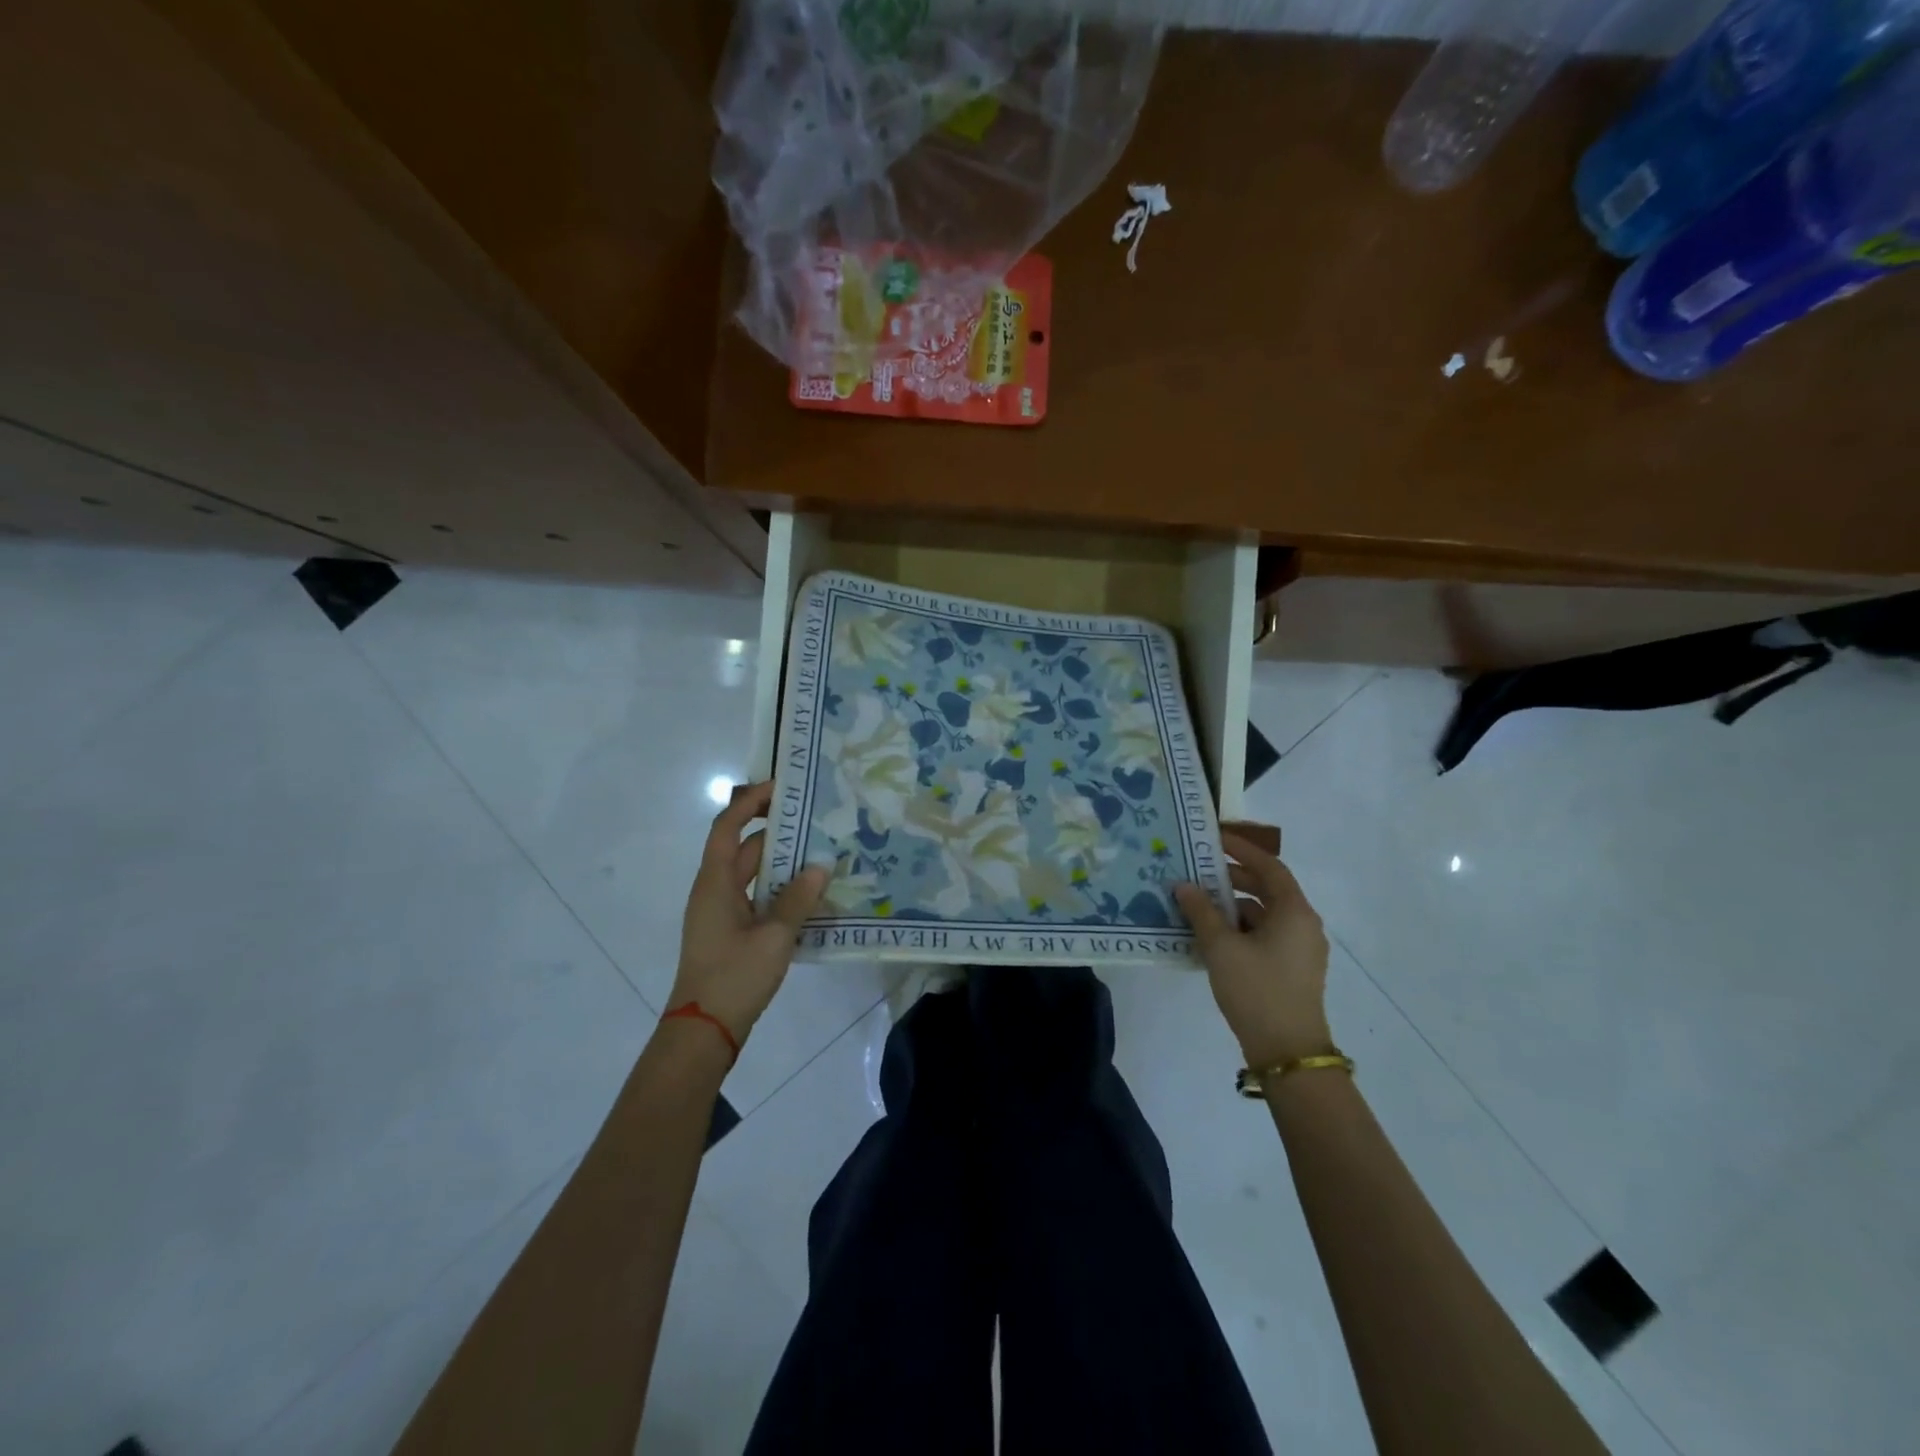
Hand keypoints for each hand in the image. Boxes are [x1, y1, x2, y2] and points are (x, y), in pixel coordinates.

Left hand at [667, 781, 829, 1046]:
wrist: (703, 1031)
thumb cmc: (734, 977)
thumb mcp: (774, 937)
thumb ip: (798, 899)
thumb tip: (821, 865)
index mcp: (715, 883)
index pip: (728, 827)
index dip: (750, 802)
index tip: (781, 788)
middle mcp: (714, 890)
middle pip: (742, 848)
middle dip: (774, 830)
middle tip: (813, 819)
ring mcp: (719, 913)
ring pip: (751, 874)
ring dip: (780, 862)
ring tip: (818, 851)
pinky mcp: (729, 933)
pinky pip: (755, 897)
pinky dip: (777, 888)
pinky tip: (807, 894)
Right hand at [1173, 832, 1332, 1069]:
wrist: (1287, 1051)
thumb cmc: (1256, 989)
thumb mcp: (1221, 947)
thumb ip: (1201, 911)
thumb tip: (1183, 885)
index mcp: (1294, 911)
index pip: (1270, 866)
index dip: (1242, 850)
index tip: (1215, 839)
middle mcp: (1303, 924)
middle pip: (1269, 888)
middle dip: (1234, 877)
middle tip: (1200, 870)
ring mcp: (1301, 948)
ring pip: (1266, 913)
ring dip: (1235, 905)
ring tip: (1200, 903)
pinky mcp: (1293, 969)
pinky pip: (1267, 934)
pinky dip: (1242, 927)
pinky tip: (1213, 935)